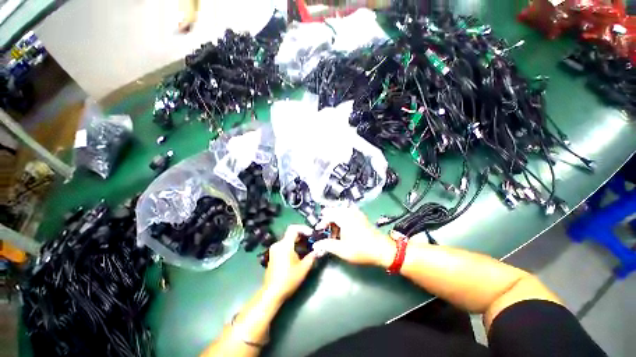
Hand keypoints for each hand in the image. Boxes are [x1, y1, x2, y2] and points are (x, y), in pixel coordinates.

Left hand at [262, 225, 317, 302]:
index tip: (312, 234)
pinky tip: (299, 254)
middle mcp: (278, 244)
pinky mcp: (273, 255)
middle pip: (291, 233)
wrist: (272, 293)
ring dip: (298, 241)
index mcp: (285, 245)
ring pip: (288, 239)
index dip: (304, 228)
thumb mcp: (303, 268)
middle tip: (312, 240)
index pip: (293, 228)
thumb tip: (320, 249)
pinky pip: (284, 245)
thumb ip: (312, 256)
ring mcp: (274, 249)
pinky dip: (293, 246)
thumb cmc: (289, 279)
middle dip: (303, 236)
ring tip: (308, 247)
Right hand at [313, 206, 395, 267]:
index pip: (329, 215)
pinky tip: (343, 228)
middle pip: (334, 211)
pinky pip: (348, 213)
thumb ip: (327, 245)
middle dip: (328, 219)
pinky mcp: (361, 216)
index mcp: (344, 217)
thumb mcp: (342, 250)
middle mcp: (350, 212)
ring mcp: (357, 213)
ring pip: (341, 211)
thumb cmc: (361, 250)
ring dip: (335, 219)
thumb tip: (316, 245)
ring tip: (334, 232)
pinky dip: (342, 218)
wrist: (383, 250)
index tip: (318, 230)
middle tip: (324, 229)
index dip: (322, 222)